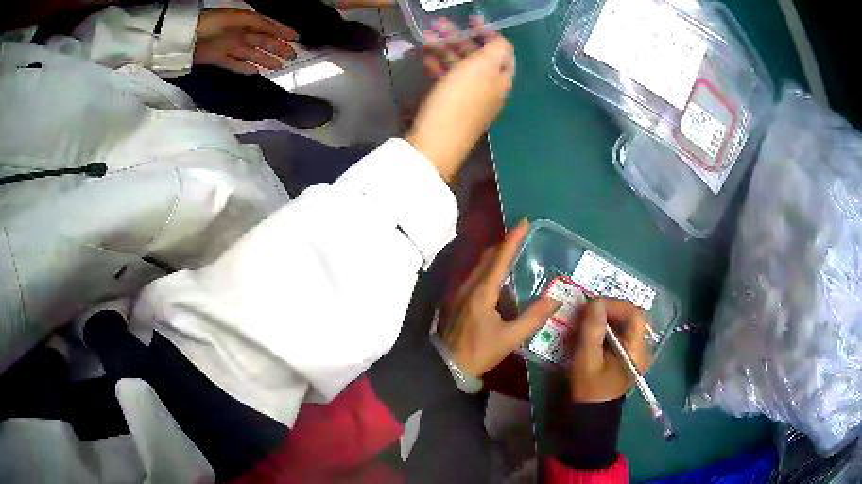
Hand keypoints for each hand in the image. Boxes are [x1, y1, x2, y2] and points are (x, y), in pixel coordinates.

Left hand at [194, 9, 297, 74]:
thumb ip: (255, 23)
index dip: (282, 31)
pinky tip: (256, 72)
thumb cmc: (211, 23)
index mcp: (245, 20)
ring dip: (265, 59)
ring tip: (279, 67)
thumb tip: (274, 29)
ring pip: (252, 54)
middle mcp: (239, 33)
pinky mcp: (218, 59)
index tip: (296, 38)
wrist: (185, 38)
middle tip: (292, 55)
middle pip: (262, 41)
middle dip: (277, 47)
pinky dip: (245, 68)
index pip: (268, 26)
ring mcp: (229, 47)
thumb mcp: (236, 18)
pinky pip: (235, 64)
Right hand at [407, 18, 514, 182]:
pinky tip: (425, 58)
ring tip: (426, 37)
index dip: (490, 32)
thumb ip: (496, 49)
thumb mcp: (483, 67)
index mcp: (501, 79)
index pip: (503, 51)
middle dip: (460, 37)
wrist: (436, 140)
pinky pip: (446, 80)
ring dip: (444, 48)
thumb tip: (499, 41)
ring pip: (459, 67)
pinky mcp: (449, 106)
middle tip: (439, 23)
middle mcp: (488, 89)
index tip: (472, 18)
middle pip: (477, 57)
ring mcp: (468, 99)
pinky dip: (437, 66)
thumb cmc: (461, 99)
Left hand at [441, 220, 559, 376]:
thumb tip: (556, 298)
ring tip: (513, 251)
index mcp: (482, 291)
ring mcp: (460, 292)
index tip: (524, 221)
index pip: (500, 258)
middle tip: (522, 235)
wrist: (446, 366)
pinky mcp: (457, 300)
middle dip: (504, 243)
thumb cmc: (479, 352)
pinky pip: (475, 275)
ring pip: (479, 265)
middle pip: (487, 257)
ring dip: (496, 255)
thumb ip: (533, 317)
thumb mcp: (510, 337)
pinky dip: (488, 268)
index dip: (513, 239)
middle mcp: (469, 286)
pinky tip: (497, 276)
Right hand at [568, 300, 652, 402]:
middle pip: (632, 316)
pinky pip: (624, 331)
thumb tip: (595, 302)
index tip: (593, 305)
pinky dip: (609, 326)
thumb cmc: (589, 388)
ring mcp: (639, 350)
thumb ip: (592, 330)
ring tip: (589, 319)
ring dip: (609, 316)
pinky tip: (594, 330)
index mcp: (637, 350)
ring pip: (628, 322)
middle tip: (589, 310)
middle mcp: (644, 347)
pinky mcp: (631, 353)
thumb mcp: (586, 359)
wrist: (592, 412)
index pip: (635, 315)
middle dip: (610, 309)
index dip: (615, 305)